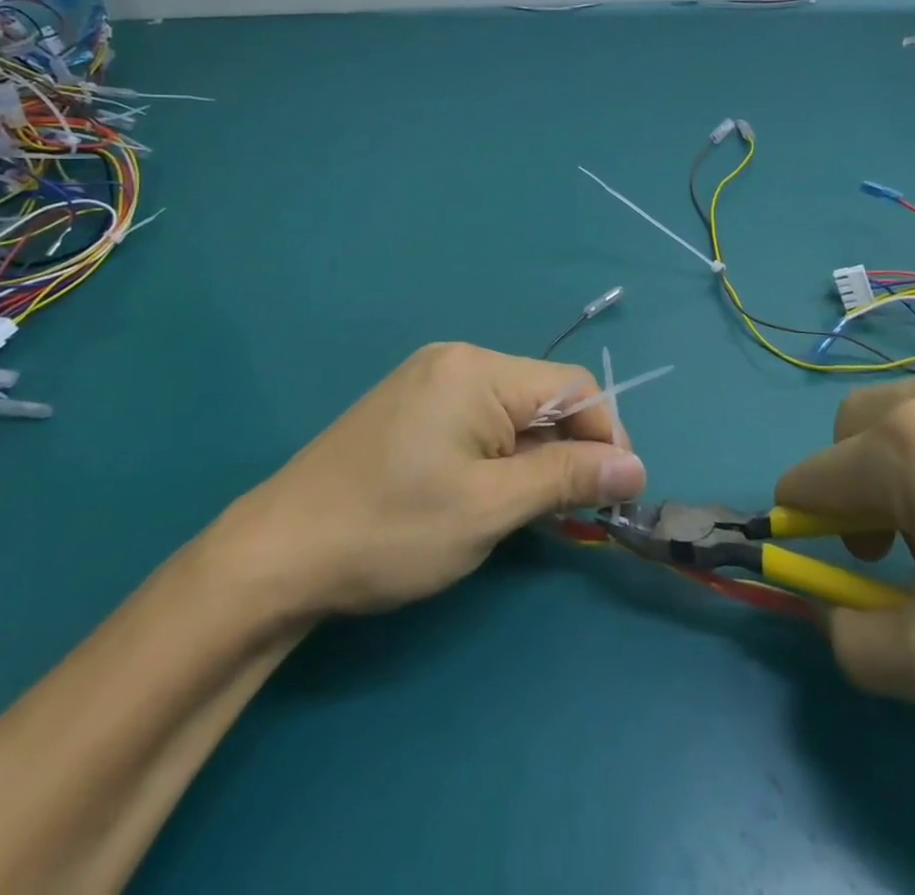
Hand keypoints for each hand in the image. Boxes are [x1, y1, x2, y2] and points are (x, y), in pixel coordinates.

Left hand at [220, 342, 646, 616]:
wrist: (278, 554)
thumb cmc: (392, 530)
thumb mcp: (490, 508)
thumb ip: (567, 478)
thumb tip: (636, 468)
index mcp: (478, 370)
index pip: (573, 386)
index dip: (605, 436)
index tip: (616, 496)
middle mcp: (456, 360)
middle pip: (542, 395)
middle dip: (568, 450)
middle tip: (575, 513)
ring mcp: (427, 380)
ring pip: (511, 412)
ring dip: (535, 457)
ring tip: (533, 512)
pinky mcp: (409, 407)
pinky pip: (478, 420)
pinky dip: (500, 456)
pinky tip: (492, 495)